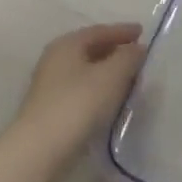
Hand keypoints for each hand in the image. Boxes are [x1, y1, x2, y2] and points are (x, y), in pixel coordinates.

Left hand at [4, 23, 145, 181]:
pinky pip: (82, 91)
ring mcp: (50, 87)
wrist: (39, 151)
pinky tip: (111, 100)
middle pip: (90, 49)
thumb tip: (137, 48)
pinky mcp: (51, 110)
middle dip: (114, 51)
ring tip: (129, 78)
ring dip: (107, 72)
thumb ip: (128, 57)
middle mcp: (55, 60)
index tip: (142, 32)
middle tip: (137, 55)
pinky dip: (99, 90)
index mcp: (67, 45)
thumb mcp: (111, 75)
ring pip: (86, 71)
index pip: (99, 31)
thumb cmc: (77, 104)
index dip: (122, 31)